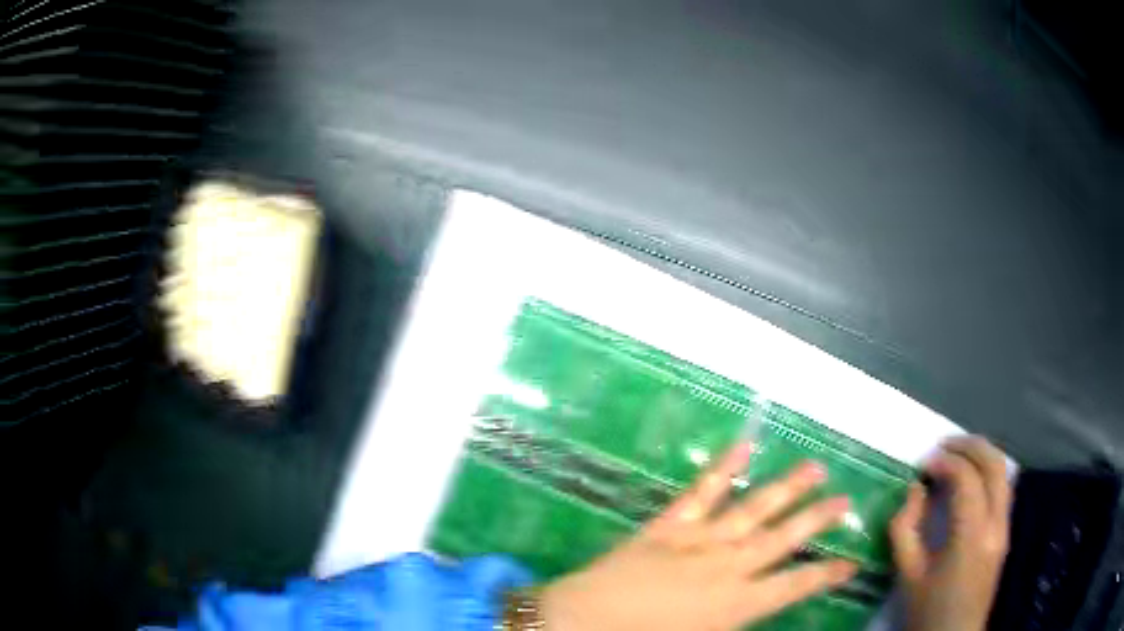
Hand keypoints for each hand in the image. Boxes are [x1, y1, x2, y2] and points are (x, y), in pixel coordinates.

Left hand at [539, 444, 855, 630]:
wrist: (581, 622)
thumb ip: (734, 624)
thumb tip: (759, 612)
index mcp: (735, 605)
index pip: (794, 587)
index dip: (826, 575)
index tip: (851, 563)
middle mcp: (727, 567)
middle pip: (783, 539)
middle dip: (817, 520)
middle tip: (846, 500)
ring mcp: (698, 540)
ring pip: (753, 509)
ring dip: (786, 489)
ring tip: (815, 467)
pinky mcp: (668, 525)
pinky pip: (701, 492)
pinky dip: (722, 469)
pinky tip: (743, 446)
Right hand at [890, 436, 1012, 630]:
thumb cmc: (928, 611)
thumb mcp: (908, 576)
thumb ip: (906, 530)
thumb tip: (914, 491)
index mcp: (972, 536)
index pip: (967, 479)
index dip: (945, 463)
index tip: (923, 465)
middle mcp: (996, 523)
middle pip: (994, 464)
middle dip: (968, 446)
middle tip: (942, 446)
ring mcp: (1005, 526)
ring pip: (1003, 472)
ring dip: (981, 455)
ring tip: (956, 456)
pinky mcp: (1006, 532)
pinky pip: (1003, 488)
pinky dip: (987, 473)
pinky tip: (970, 481)